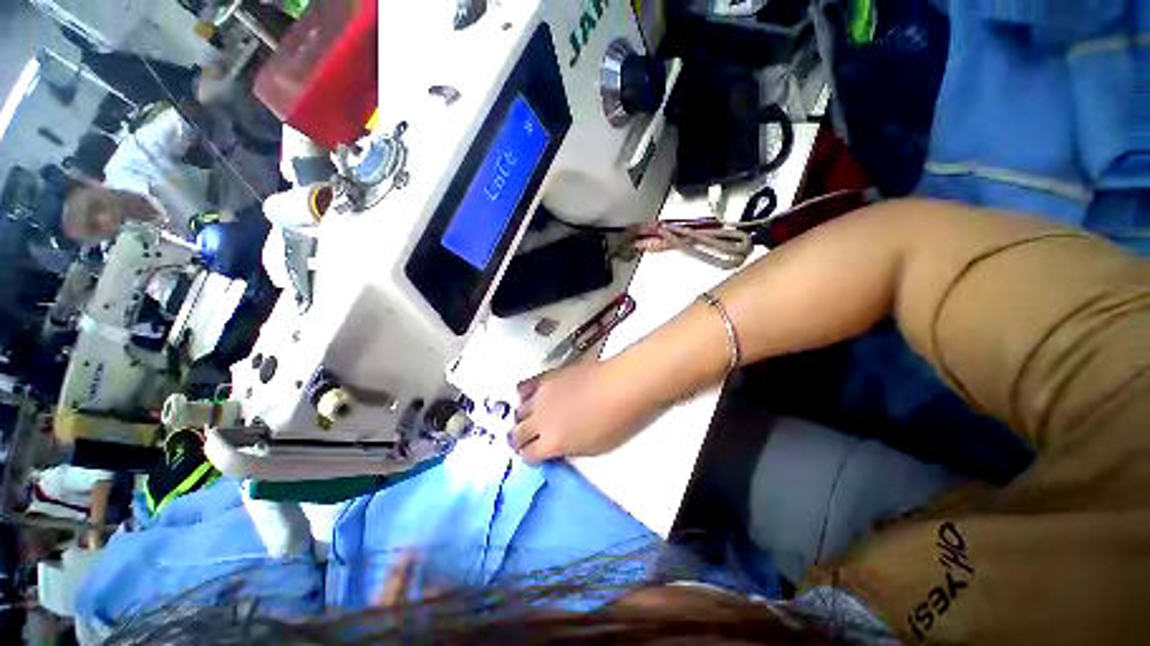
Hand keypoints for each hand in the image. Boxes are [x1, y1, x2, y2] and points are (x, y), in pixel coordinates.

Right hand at [510, 359, 658, 463]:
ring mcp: (541, 395)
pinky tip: (533, 397)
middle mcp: (540, 419)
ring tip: (534, 417)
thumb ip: (566, 449)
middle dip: (521, 439)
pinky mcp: (546, 377)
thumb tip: (555, 447)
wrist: (622, 386)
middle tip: (531, 439)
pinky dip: (524, 395)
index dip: (531, 456)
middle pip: (516, 433)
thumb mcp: (591, 449)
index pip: (527, 454)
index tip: (536, 455)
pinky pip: (523, 387)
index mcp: (552, 442)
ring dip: (523, 418)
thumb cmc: (616, 422)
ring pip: (518, 410)